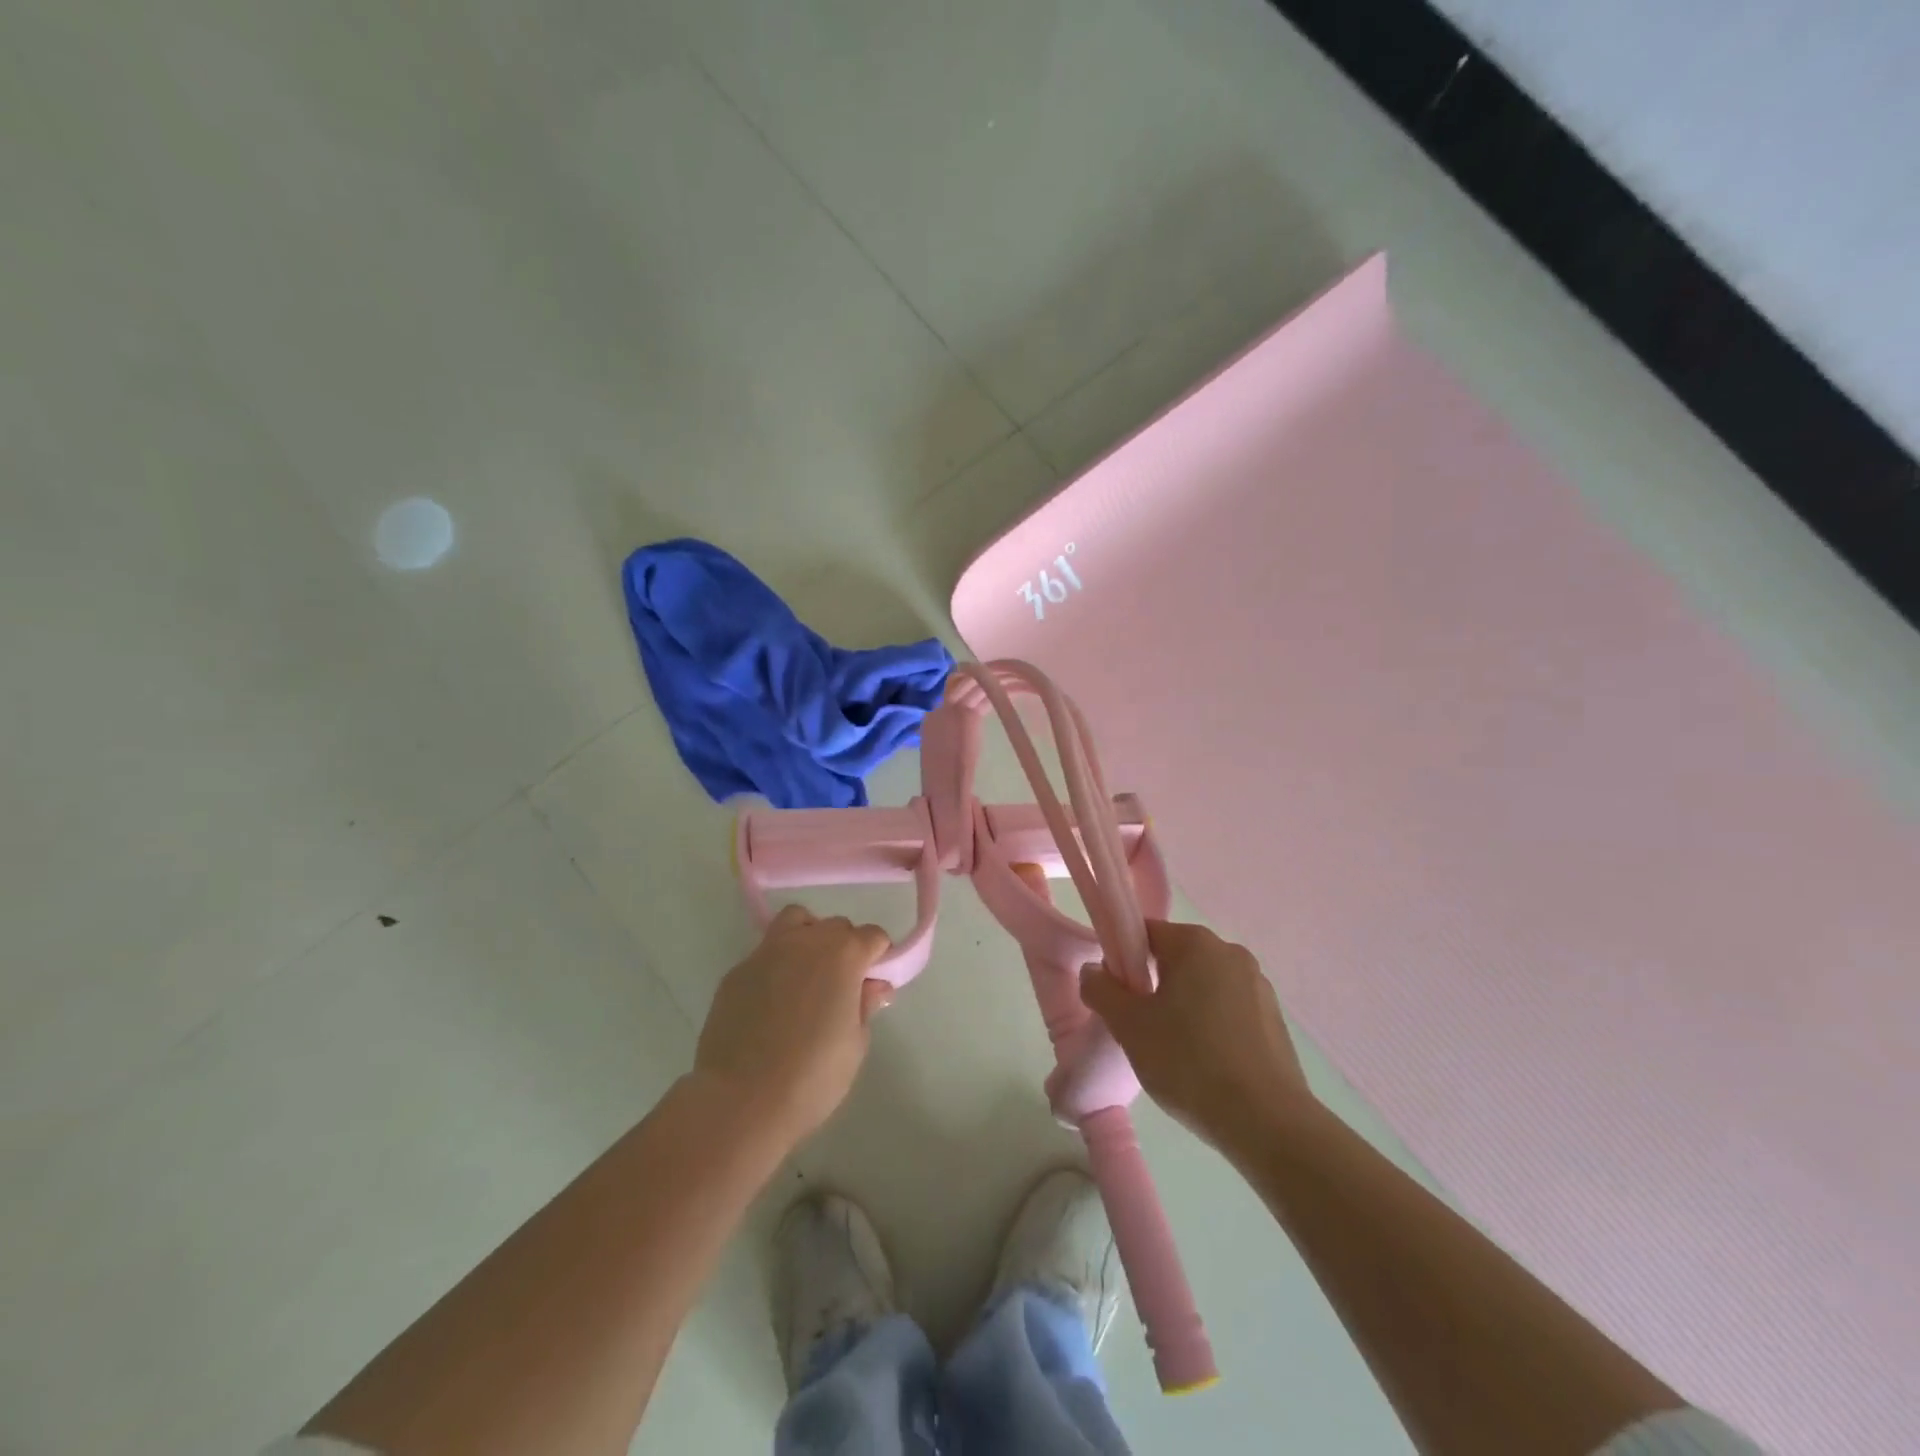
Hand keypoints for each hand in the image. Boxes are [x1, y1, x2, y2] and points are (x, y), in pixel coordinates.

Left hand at [694, 905, 893, 1146]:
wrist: (740, 1100)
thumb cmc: (812, 1076)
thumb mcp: (855, 1044)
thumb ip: (866, 1005)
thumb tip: (873, 986)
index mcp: (843, 955)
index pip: (873, 936)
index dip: (879, 957)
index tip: (874, 984)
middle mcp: (806, 941)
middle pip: (835, 926)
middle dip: (845, 948)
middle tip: (842, 986)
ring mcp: (766, 952)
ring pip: (795, 922)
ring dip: (808, 937)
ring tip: (807, 975)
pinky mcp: (736, 972)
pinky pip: (765, 954)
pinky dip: (777, 965)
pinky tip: (773, 1002)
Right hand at [1079, 920, 1314, 1149]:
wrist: (1267, 1122)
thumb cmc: (1189, 1062)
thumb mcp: (1129, 1027)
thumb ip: (1102, 991)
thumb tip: (1093, 971)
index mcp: (1196, 943)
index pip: (1145, 934)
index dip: (1122, 960)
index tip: (1115, 996)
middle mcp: (1231, 952)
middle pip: (1175, 958)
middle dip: (1152, 986)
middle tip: (1138, 1028)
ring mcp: (1258, 985)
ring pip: (1202, 986)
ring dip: (1182, 1007)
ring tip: (1172, 1052)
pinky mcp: (1275, 1019)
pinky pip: (1228, 1010)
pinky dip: (1210, 1026)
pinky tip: (1204, 1064)